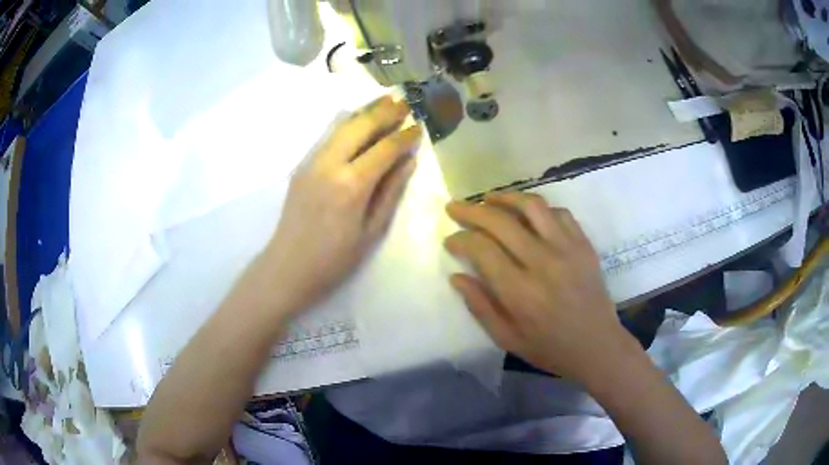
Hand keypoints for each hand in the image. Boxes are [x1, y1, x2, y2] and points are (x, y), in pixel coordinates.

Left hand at [260, 95, 421, 314]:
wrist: (287, 267)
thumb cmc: (334, 259)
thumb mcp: (371, 231)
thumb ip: (391, 192)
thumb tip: (408, 161)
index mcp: (351, 185)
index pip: (384, 149)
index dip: (403, 136)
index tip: (418, 126)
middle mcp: (329, 164)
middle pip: (360, 126)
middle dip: (384, 112)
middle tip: (404, 102)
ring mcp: (311, 162)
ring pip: (340, 125)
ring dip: (364, 111)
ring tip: (384, 100)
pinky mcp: (301, 166)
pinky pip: (327, 136)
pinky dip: (346, 122)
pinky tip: (357, 119)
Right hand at [444, 192, 634, 383]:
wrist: (597, 345)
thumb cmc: (550, 348)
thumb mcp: (507, 339)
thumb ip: (480, 307)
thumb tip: (456, 277)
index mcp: (520, 292)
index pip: (482, 249)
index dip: (460, 239)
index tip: (450, 240)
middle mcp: (543, 262)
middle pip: (501, 221)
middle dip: (471, 210)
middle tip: (455, 207)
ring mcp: (567, 249)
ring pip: (531, 206)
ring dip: (505, 197)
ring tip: (488, 199)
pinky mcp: (584, 244)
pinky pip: (559, 212)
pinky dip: (538, 208)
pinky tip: (527, 213)